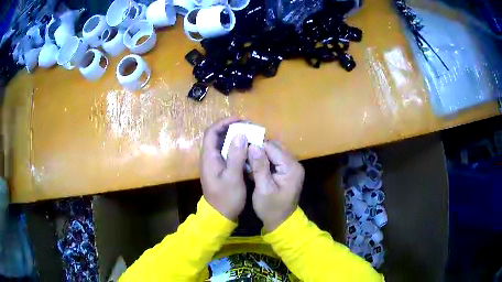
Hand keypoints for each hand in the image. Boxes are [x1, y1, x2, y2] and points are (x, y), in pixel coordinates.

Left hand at [200, 117, 247, 221]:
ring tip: (251, 136)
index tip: (240, 120)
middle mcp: (210, 157)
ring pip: (223, 144)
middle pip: (218, 136)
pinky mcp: (221, 169)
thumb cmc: (226, 198)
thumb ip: (235, 156)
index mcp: (209, 157)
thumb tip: (240, 134)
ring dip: (236, 137)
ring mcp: (215, 163)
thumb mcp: (232, 178)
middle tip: (250, 127)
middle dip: (233, 128)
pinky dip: (237, 148)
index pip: (212, 132)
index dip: (224, 123)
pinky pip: (228, 153)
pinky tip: (248, 150)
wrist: (220, 215)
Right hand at [248, 141, 304, 231]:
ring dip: (260, 155)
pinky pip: (275, 159)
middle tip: (243, 155)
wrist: (281, 221)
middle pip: (274, 147)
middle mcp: (294, 163)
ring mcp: (292, 167)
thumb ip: (259, 167)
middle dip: (258, 149)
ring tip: (247, 161)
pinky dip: (264, 161)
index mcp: (291, 167)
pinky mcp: (287, 171)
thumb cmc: (271, 208)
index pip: (272, 147)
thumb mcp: (263, 189)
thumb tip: (253, 146)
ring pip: (274, 151)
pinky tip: (254, 166)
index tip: (241, 150)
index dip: (256, 147)